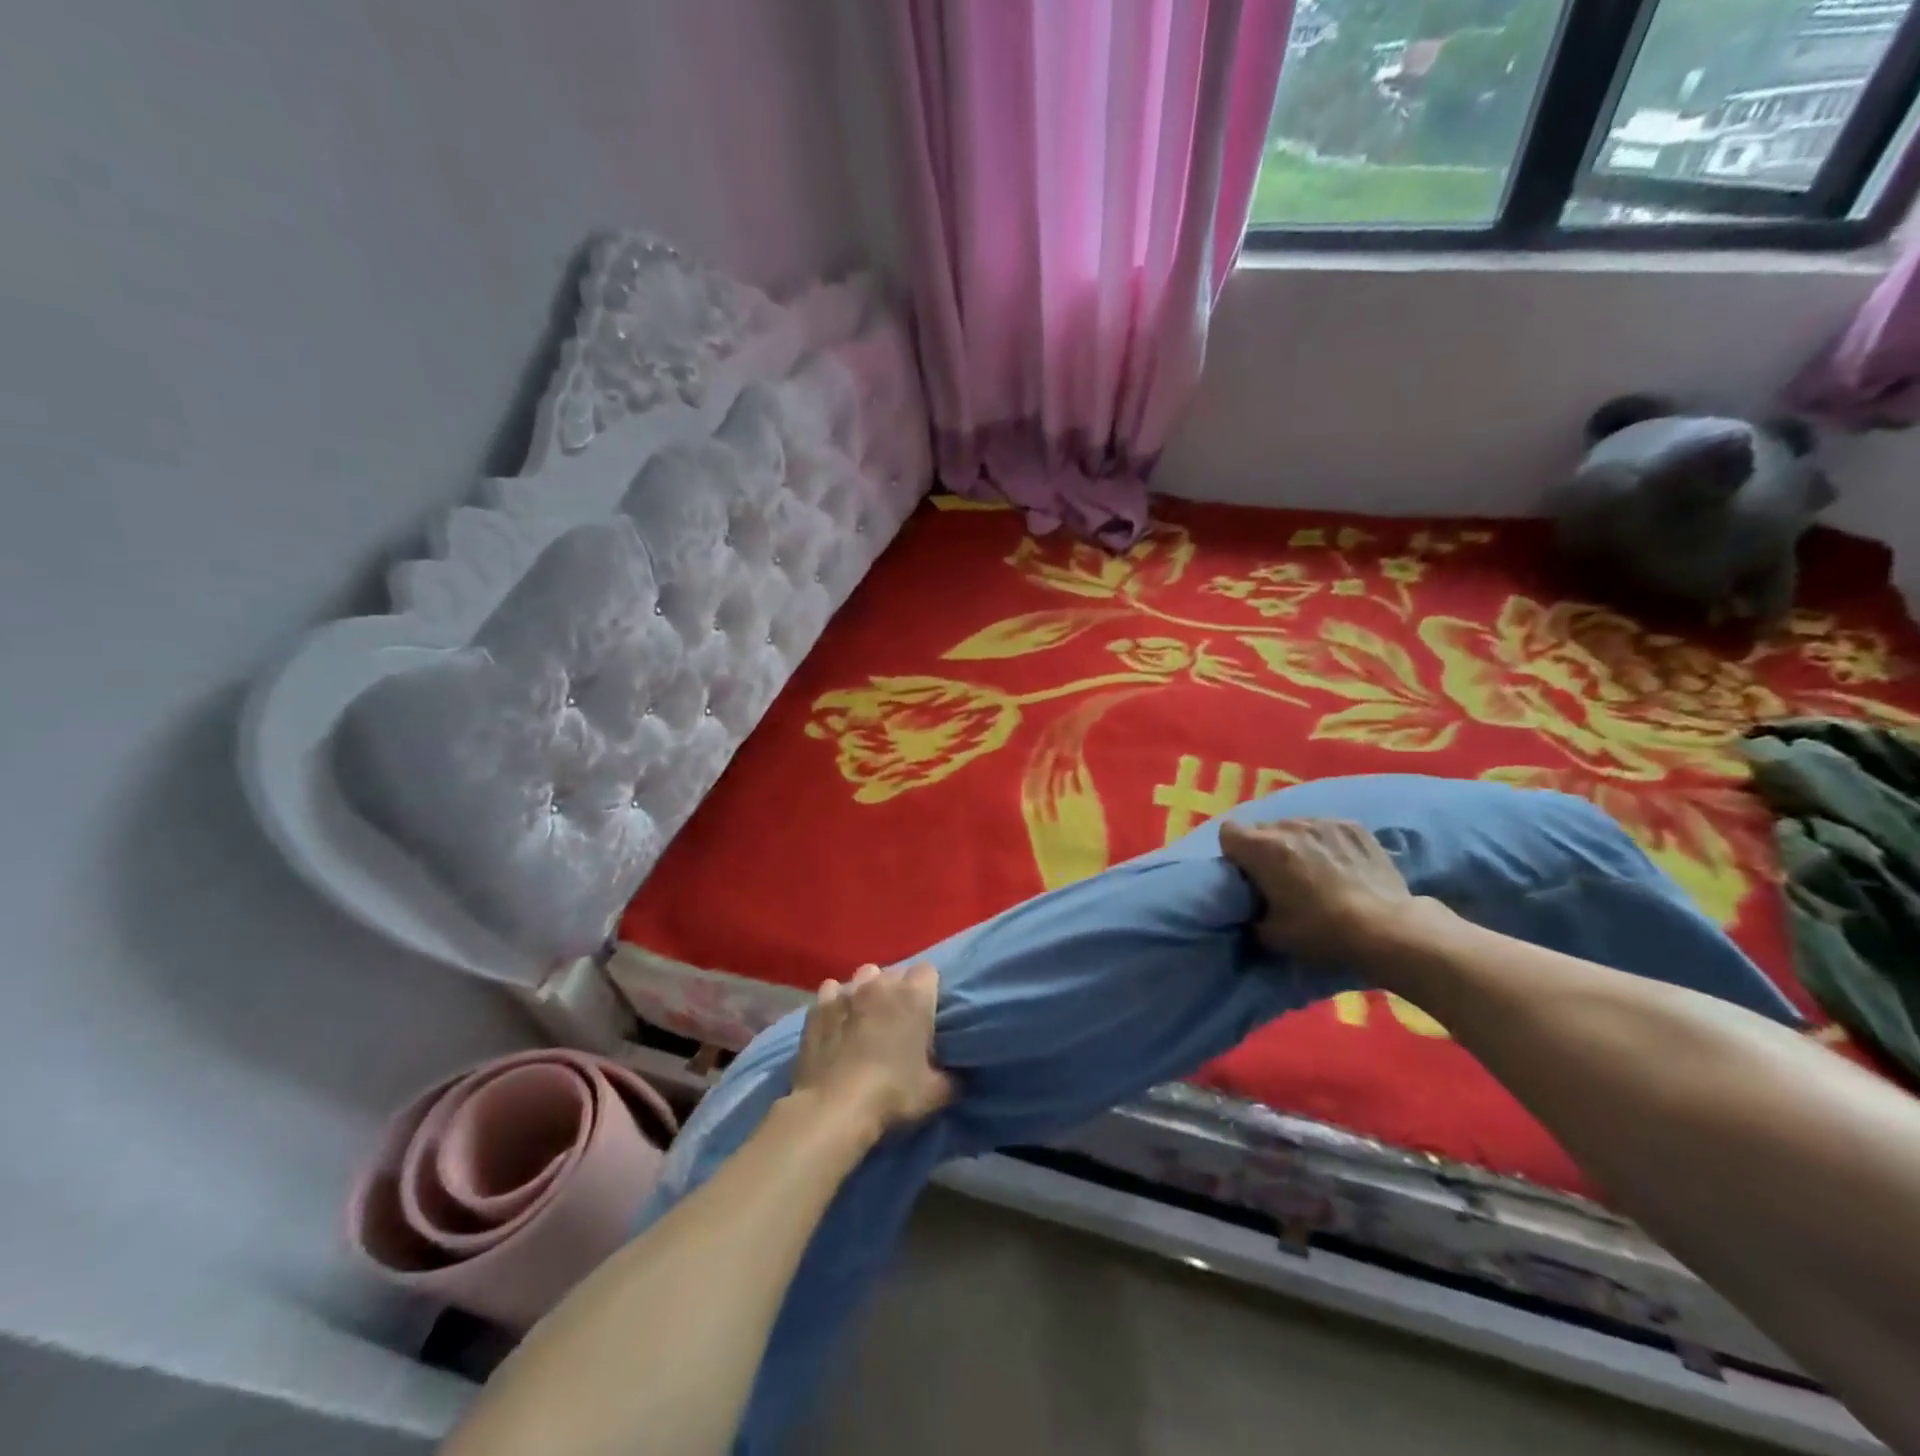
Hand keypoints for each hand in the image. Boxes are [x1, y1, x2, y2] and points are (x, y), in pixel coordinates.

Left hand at [792, 963, 952, 1137]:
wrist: (834, 1108)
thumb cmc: (892, 1094)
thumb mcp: (936, 1093)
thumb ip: (952, 1078)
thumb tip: (958, 1076)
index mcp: (914, 995)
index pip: (928, 971)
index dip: (929, 990)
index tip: (928, 1012)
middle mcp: (881, 983)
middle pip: (896, 973)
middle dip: (899, 990)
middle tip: (900, 1020)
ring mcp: (846, 991)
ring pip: (864, 977)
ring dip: (868, 992)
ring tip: (867, 1018)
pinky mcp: (818, 1006)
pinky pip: (831, 991)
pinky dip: (836, 1002)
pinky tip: (837, 1022)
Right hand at [1218, 817, 1418, 960]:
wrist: (1387, 929)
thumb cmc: (1321, 931)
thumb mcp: (1270, 935)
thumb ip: (1250, 914)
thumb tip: (1250, 909)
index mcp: (1262, 848)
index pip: (1228, 832)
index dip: (1233, 853)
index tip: (1246, 874)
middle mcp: (1289, 826)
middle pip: (1261, 828)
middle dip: (1263, 847)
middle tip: (1277, 875)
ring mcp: (1323, 822)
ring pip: (1294, 825)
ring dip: (1294, 842)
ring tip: (1311, 868)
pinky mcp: (1354, 826)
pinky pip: (1325, 827)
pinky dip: (1324, 841)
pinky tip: (1339, 863)